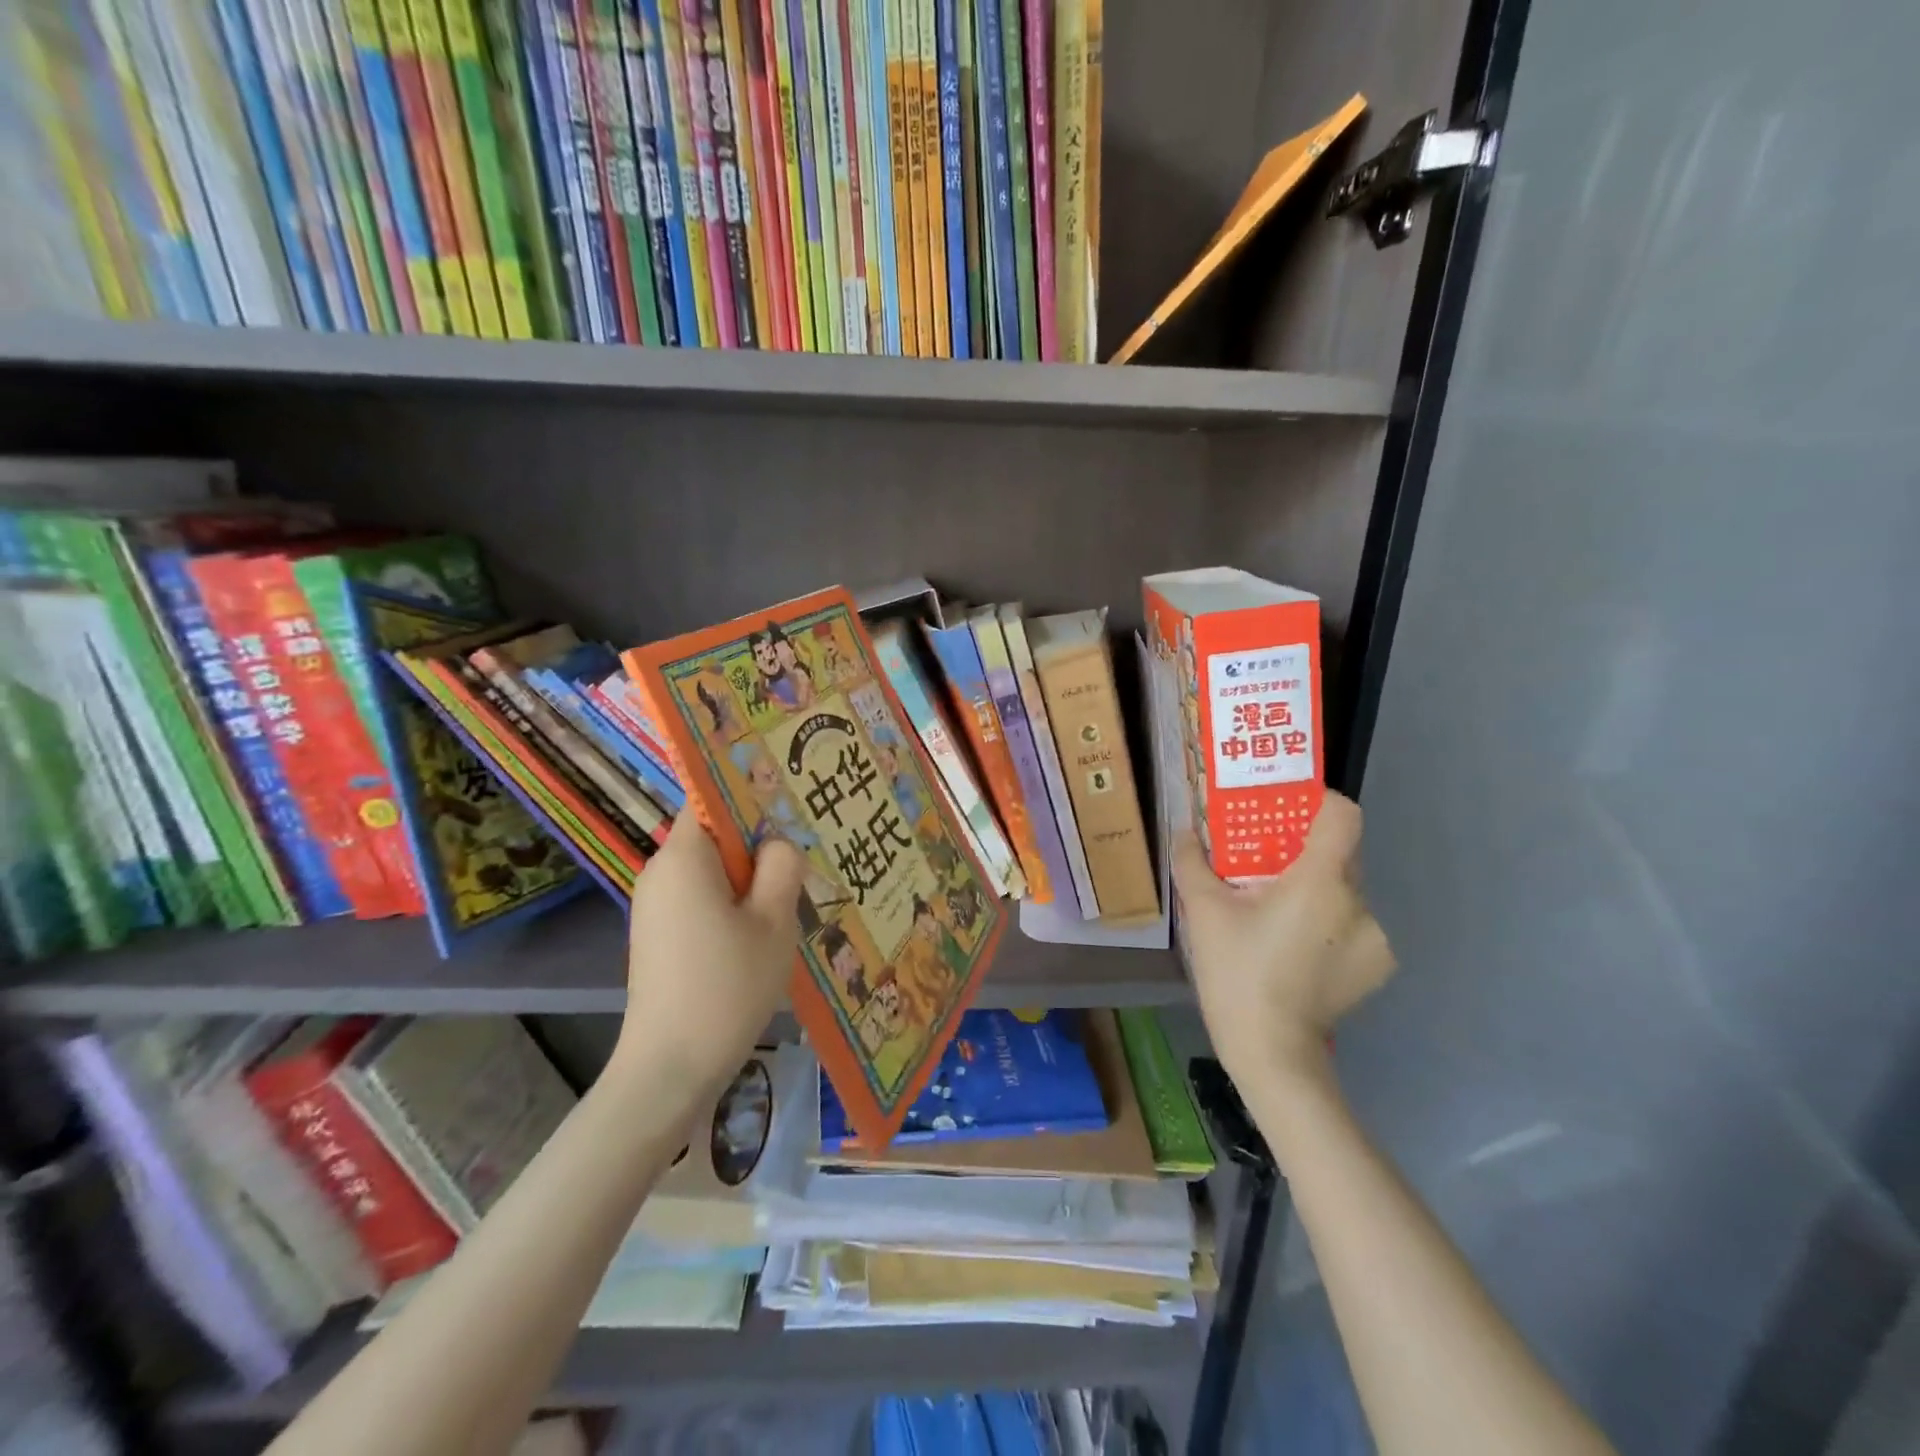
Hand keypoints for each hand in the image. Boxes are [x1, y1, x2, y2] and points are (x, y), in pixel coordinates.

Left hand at [614, 824, 805, 1094]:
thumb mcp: (773, 920)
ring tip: (792, 897)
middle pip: (715, 835)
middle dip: (758, 843)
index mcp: (684, 857)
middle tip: (805, 857)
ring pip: (713, 871)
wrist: (671, 1069)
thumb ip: (782, 866)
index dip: (752, 795)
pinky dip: (732, 904)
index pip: (712, 798)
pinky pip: (701, 899)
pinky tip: (761, 932)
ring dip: (750, 878)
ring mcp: (655, 906)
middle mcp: (661, 872)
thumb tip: (777, 843)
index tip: (792, 806)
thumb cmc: (727, 985)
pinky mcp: (659, 935)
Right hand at [1174, 793, 1395, 1091]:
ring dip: (1317, 893)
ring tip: (1278, 917)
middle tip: (1265, 867)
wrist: (1272, 1053)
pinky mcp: (1378, 966)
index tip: (1289, 811)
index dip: (1319, 802)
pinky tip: (1298, 950)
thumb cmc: (1237, 973)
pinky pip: (1354, 925)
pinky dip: (1330, 925)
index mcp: (1320, 880)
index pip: (1343, 814)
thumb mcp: (1203, 913)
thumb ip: (1193, 863)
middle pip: (1341, 853)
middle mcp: (1358, 901)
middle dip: (1305, 853)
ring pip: (1346, 891)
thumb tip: (1185, 832)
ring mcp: (1376, 937)